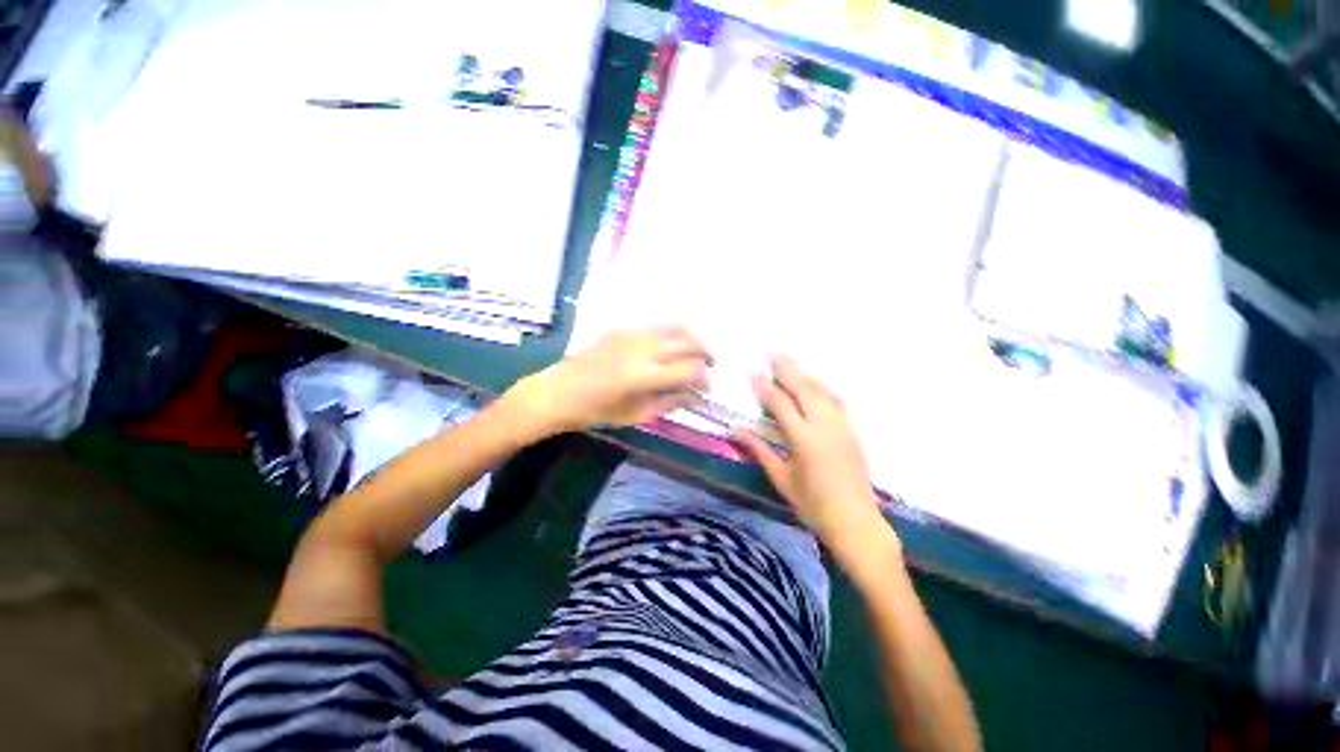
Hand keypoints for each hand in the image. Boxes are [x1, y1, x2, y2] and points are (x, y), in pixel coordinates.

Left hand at [505, 326, 712, 434]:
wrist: (557, 392)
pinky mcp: (622, 328)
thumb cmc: (596, 411)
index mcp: (644, 375)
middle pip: (688, 342)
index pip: (690, 370)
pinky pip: (657, 325)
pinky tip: (673, 346)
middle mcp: (642, 348)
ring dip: (693, 339)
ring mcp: (632, 333)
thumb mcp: (637, 414)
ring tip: (698, 353)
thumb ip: (670, 402)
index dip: (705, 378)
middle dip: (706, 354)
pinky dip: (673, 333)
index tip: (708, 388)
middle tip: (711, 367)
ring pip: (675, 327)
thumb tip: (697, 396)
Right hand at [732, 356, 894, 558]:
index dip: (765, 387)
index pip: (780, 404)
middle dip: (787, 369)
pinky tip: (817, 383)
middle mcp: (824, 425)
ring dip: (804, 374)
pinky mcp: (852, 430)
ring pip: (822, 391)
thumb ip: (759, 449)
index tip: (752, 372)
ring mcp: (842, 426)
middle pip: (804, 389)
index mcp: (804, 439)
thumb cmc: (812, 504)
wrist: (856, 521)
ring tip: (790, 361)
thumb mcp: (781, 478)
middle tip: (772, 352)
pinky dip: (824, 388)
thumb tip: (735, 430)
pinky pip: (837, 401)